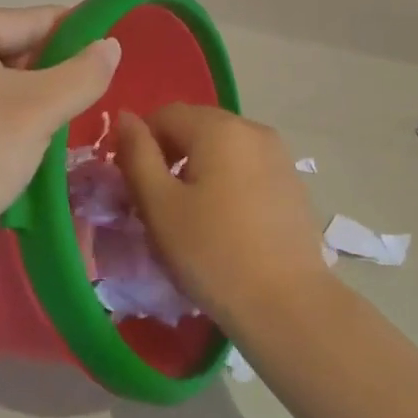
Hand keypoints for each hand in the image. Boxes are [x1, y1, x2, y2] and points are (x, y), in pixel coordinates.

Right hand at [114, 105, 326, 333]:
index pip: (165, 114)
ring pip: (224, 147)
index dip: (140, 142)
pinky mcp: (293, 182)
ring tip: (190, 214)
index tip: (131, 183)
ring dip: (199, 168)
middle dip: (170, 153)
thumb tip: (125, 117)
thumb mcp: (159, 205)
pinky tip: (225, 221)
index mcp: (219, 128)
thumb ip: (137, 154)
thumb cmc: (211, 252)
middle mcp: (254, 129)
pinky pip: (248, 167)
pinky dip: (227, 181)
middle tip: (156, 201)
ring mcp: (279, 155)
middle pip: (197, 126)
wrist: (286, 304)